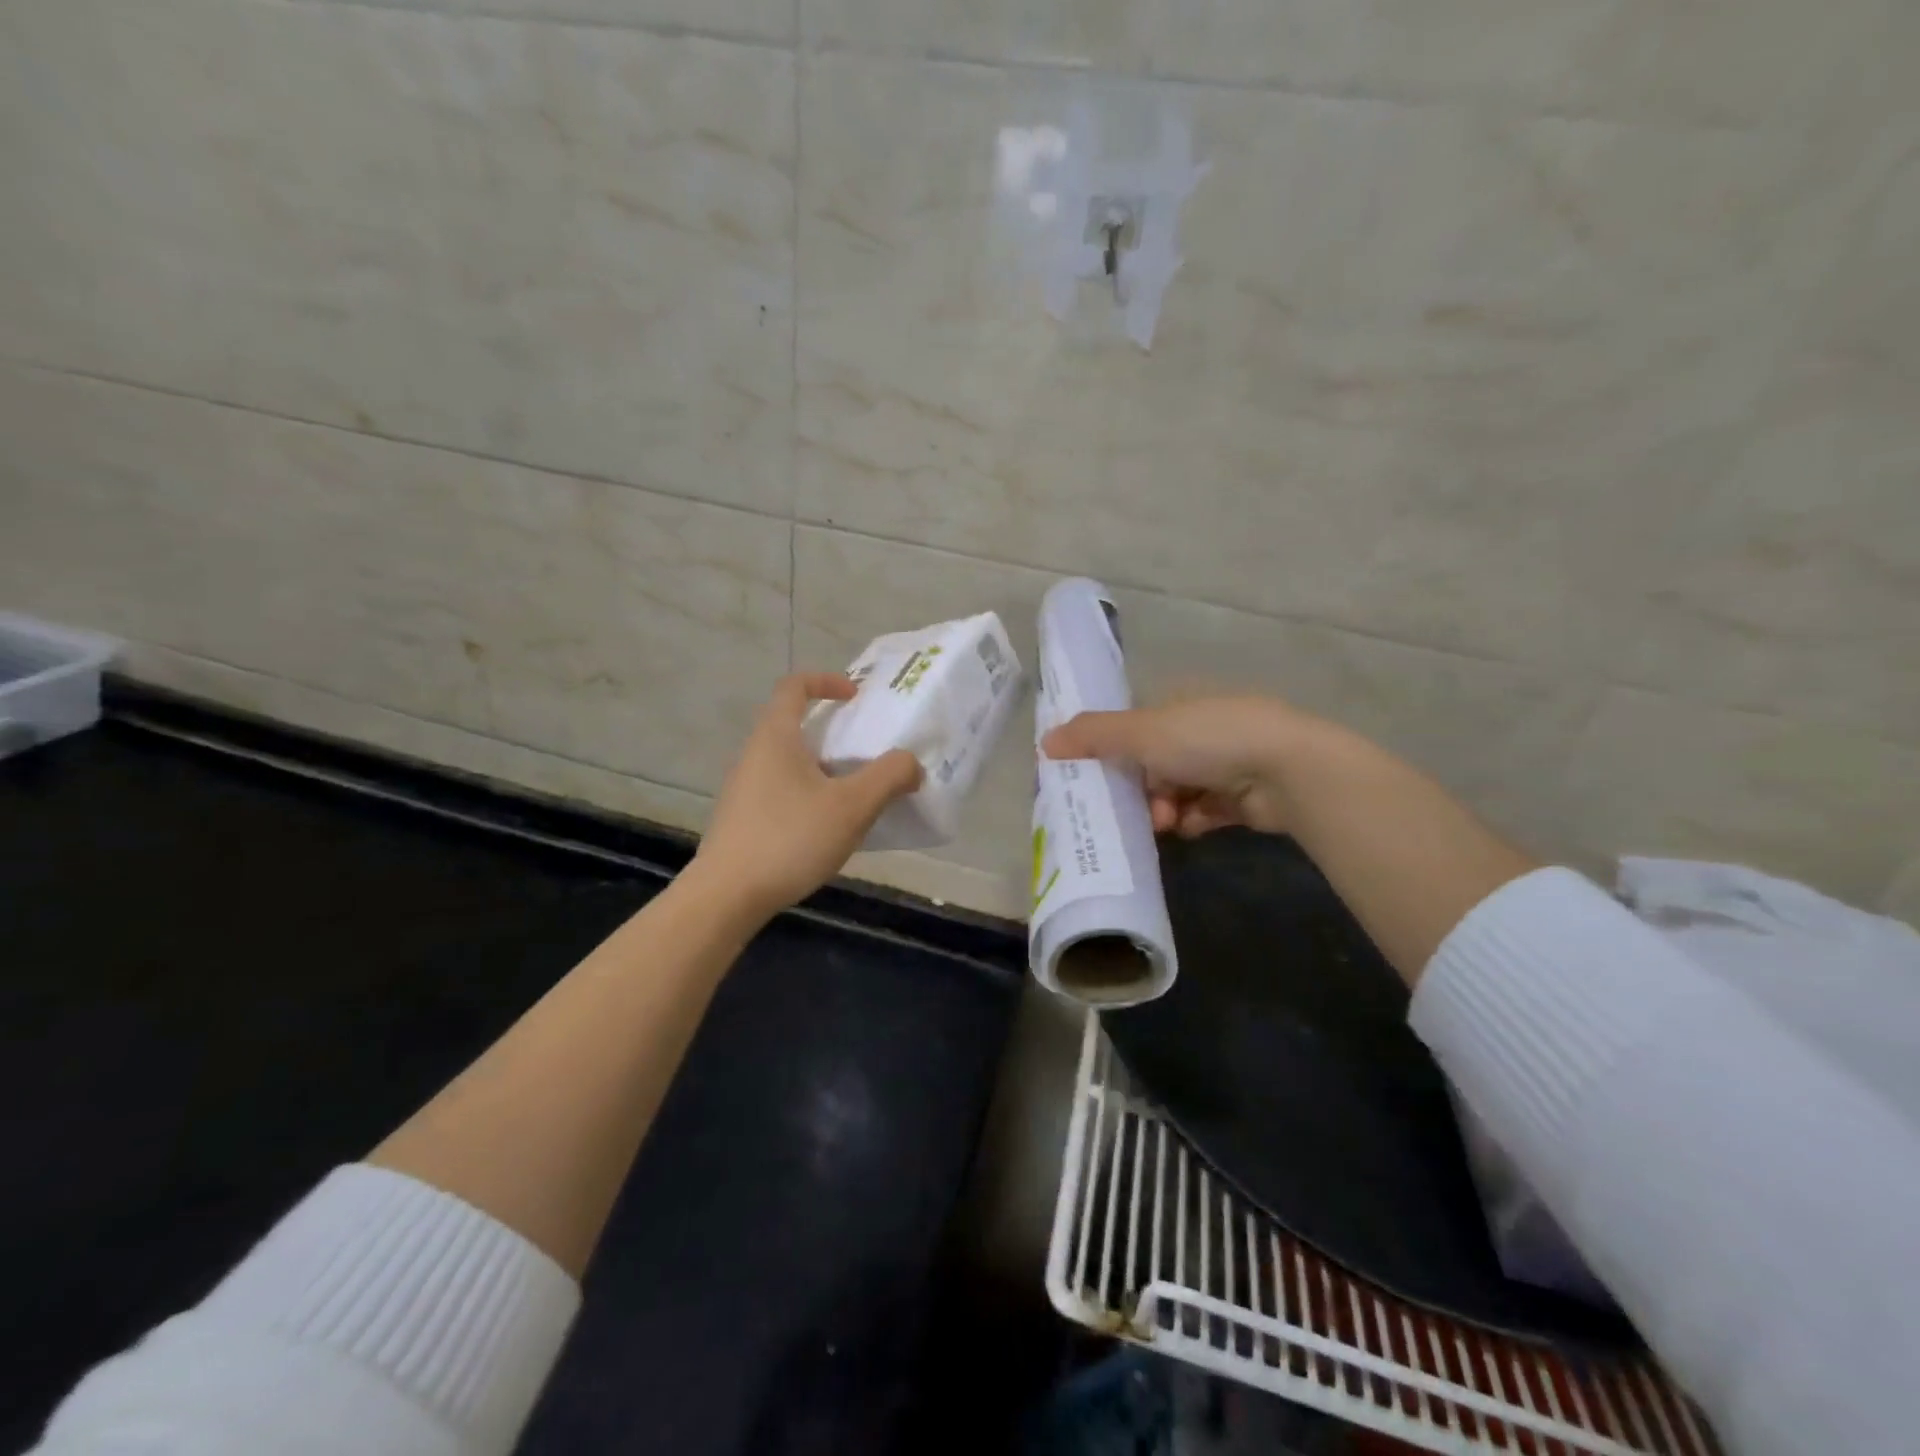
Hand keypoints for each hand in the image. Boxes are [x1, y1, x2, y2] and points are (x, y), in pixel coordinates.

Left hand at [692, 673, 922, 917]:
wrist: (726, 897)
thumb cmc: (790, 838)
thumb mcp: (852, 806)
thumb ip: (889, 777)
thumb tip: (911, 763)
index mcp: (775, 737)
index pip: (794, 686)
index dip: (826, 681)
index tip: (856, 697)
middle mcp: (754, 755)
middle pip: (793, 725)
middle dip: (833, 732)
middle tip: (867, 751)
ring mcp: (744, 788)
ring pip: (789, 762)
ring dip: (824, 768)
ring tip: (856, 794)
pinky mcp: (742, 819)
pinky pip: (782, 791)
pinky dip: (810, 794)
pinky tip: (829, 828)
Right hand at [1041, 696, 1311, 837]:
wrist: (1287, 770)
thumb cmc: (1207, 739)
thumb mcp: (1140, 733)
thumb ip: (1091, 736)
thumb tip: (1043, 741)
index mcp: (1178, 704)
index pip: (1133, 727)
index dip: (1112, 752)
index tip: (1095, 778)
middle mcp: (1201, 729)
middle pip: (1152, 764)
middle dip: (1140, 789)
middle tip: (1133, 809)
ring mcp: (1226, 762)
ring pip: (1176, 791)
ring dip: (1164, 809)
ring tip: (1167, 822)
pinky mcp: (1244, 797)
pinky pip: (1203, 811)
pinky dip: (1192, 820)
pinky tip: (1190, 827)